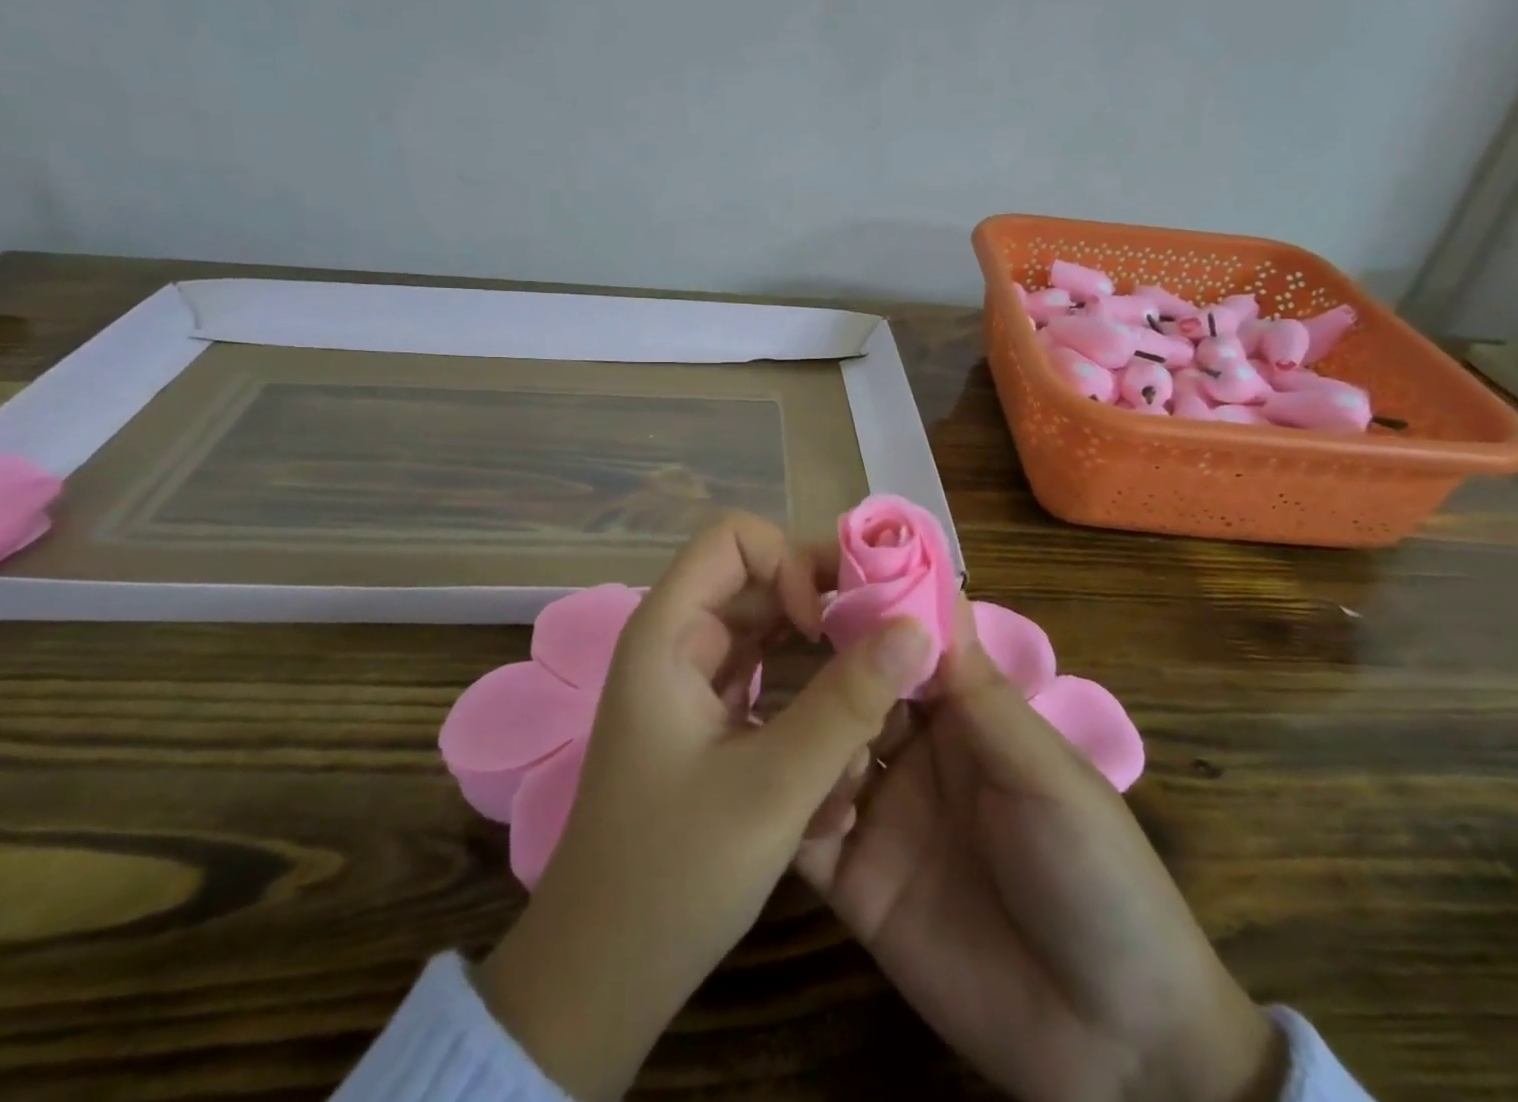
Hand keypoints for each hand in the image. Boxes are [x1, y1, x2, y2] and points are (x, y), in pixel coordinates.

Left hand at [477, 513, 931, 1101]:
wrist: (600, 979)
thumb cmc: (672, 875)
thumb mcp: (774, 788)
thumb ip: (848, 704)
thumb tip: (916, 628)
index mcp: (668, 632)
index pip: (734, 539)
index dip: (788, 563)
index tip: (824, 625)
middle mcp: (679, 641)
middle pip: (763, 583)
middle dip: (825, 617)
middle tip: (884, 658)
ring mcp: (694, 681)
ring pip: (774, 636)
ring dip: (823, 673)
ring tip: (864, 727)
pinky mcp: (711, 720)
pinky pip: (771, 684)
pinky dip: (807, 711)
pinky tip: (834, 779)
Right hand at [797, 600, 1283, 1101]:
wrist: (1114, 1044)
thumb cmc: (1095, 874)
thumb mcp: (1044, 772)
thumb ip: (979, 691)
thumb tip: (932, 588)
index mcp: (963, 714)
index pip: (904, 643)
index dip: (866, 611)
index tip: (813, 578)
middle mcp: (913, 750)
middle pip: (854, 690)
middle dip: (823, 668)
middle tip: (768, 645)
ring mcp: (880, 813)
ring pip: (821, 749)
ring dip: (804, 734)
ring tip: (788, 728)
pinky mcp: (853, 880)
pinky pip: (806, 831)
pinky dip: (790, 808)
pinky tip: (785, 799)